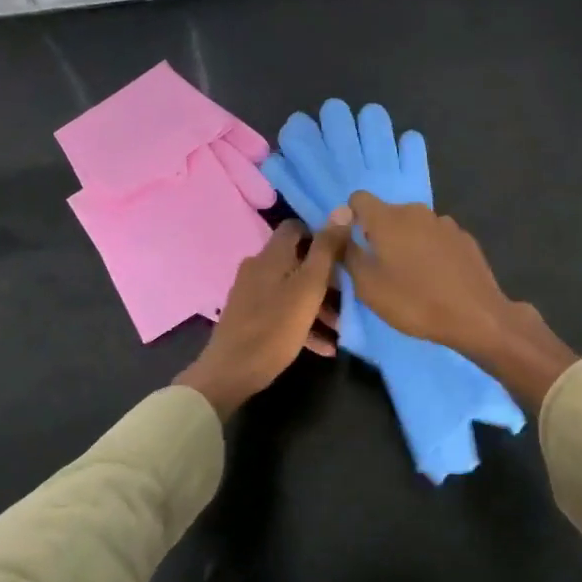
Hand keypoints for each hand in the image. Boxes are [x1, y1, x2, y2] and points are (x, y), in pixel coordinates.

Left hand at [177, 218, 348, 416]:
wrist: (230, 372)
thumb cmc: (274, 327)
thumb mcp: (309, 287)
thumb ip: (326, 250)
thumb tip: (342, 209)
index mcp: (271, 255)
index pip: (296, 228)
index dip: (321, 236)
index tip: (344, 254)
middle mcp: (258, 268)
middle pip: (297, 261)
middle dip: (325, 277)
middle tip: (351, 295)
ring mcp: (251, 294)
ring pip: (292, 289)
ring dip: (318, 305)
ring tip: (342, 326)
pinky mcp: (250, 318)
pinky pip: (282, 312)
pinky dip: (303, 323)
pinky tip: (325, 347)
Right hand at [343, 193, 577, 410]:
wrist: (477, 316)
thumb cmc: (414, 301)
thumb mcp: (368, 286)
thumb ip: (348, 253)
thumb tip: (338, 228)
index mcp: (387, 218)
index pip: (358, 199)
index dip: (351, 217)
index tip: (355, 245)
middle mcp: (415, 211)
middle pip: (387, 214)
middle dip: (380, 235)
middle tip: (381, 269)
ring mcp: (444, 223)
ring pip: (413, 226)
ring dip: (407, 243)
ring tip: (412, 276)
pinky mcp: (464, 238)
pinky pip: (436, 238)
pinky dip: (430, 251)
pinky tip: (437, 278)